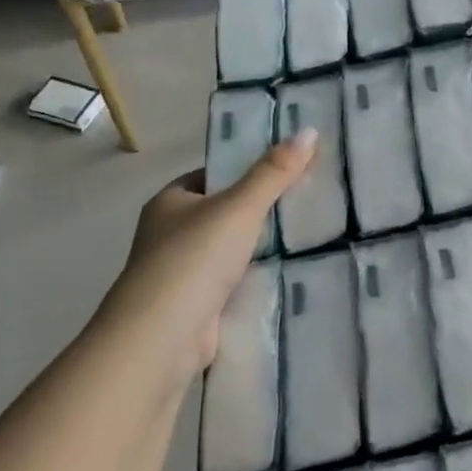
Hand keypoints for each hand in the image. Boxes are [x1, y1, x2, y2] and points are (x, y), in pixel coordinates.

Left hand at [99, 130, 316, 391]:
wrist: (161, 339)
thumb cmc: (193, 259)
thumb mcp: (239, 207)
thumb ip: (274, 173)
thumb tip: (309, 131)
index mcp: (170, 202)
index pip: (213, 175)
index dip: (247, 169)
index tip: (289, 168)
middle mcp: (170, 234)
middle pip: (224, 212)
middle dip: (260, 209)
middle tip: (308, 199)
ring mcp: (182, 273)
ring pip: (230, 249)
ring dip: (260, 247)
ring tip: (310, 233)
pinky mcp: (197, 306)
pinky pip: (234, 282)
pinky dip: (256, 279)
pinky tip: (290, 273)